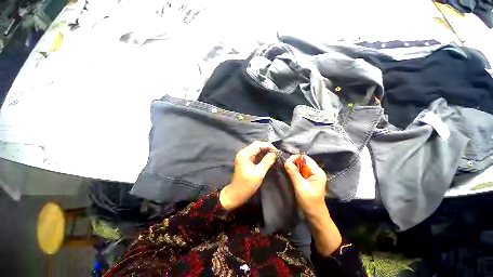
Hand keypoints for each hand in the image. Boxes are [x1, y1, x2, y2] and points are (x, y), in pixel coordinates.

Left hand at [220, 141, 276, 210]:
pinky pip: (256, 155)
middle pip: (257, 145)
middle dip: (267, 148)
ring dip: (265, 151)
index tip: (277, 151)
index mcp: (245, 154)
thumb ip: (267, 161)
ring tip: (275, 155)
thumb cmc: (247, 184)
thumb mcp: (259, 173)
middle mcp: (244, 153)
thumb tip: (275, 154)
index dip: (268, 146)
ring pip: (257, 150)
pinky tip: (269, 158)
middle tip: (276, 153)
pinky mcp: (247, 161)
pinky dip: (263, 156)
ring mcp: (245, 157)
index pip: (258, 145)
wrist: (236, 194)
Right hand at [284, 154, 326, 218]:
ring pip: (300, 166)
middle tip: (285, 167)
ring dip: (293, 167)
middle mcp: (315, 171)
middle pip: (303, 161)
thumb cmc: (309, 202)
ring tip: (286, 170)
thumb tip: (286, 161)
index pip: (305, 158)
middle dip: (293, 162)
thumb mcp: (300, 187)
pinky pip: (300, 171)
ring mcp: (312, 175)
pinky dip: (294, 171)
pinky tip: (289, 174)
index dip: (295, 158)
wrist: (315, 215)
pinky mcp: (308, 179)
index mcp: (317, 172)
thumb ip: (293, 173)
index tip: (286, 163)